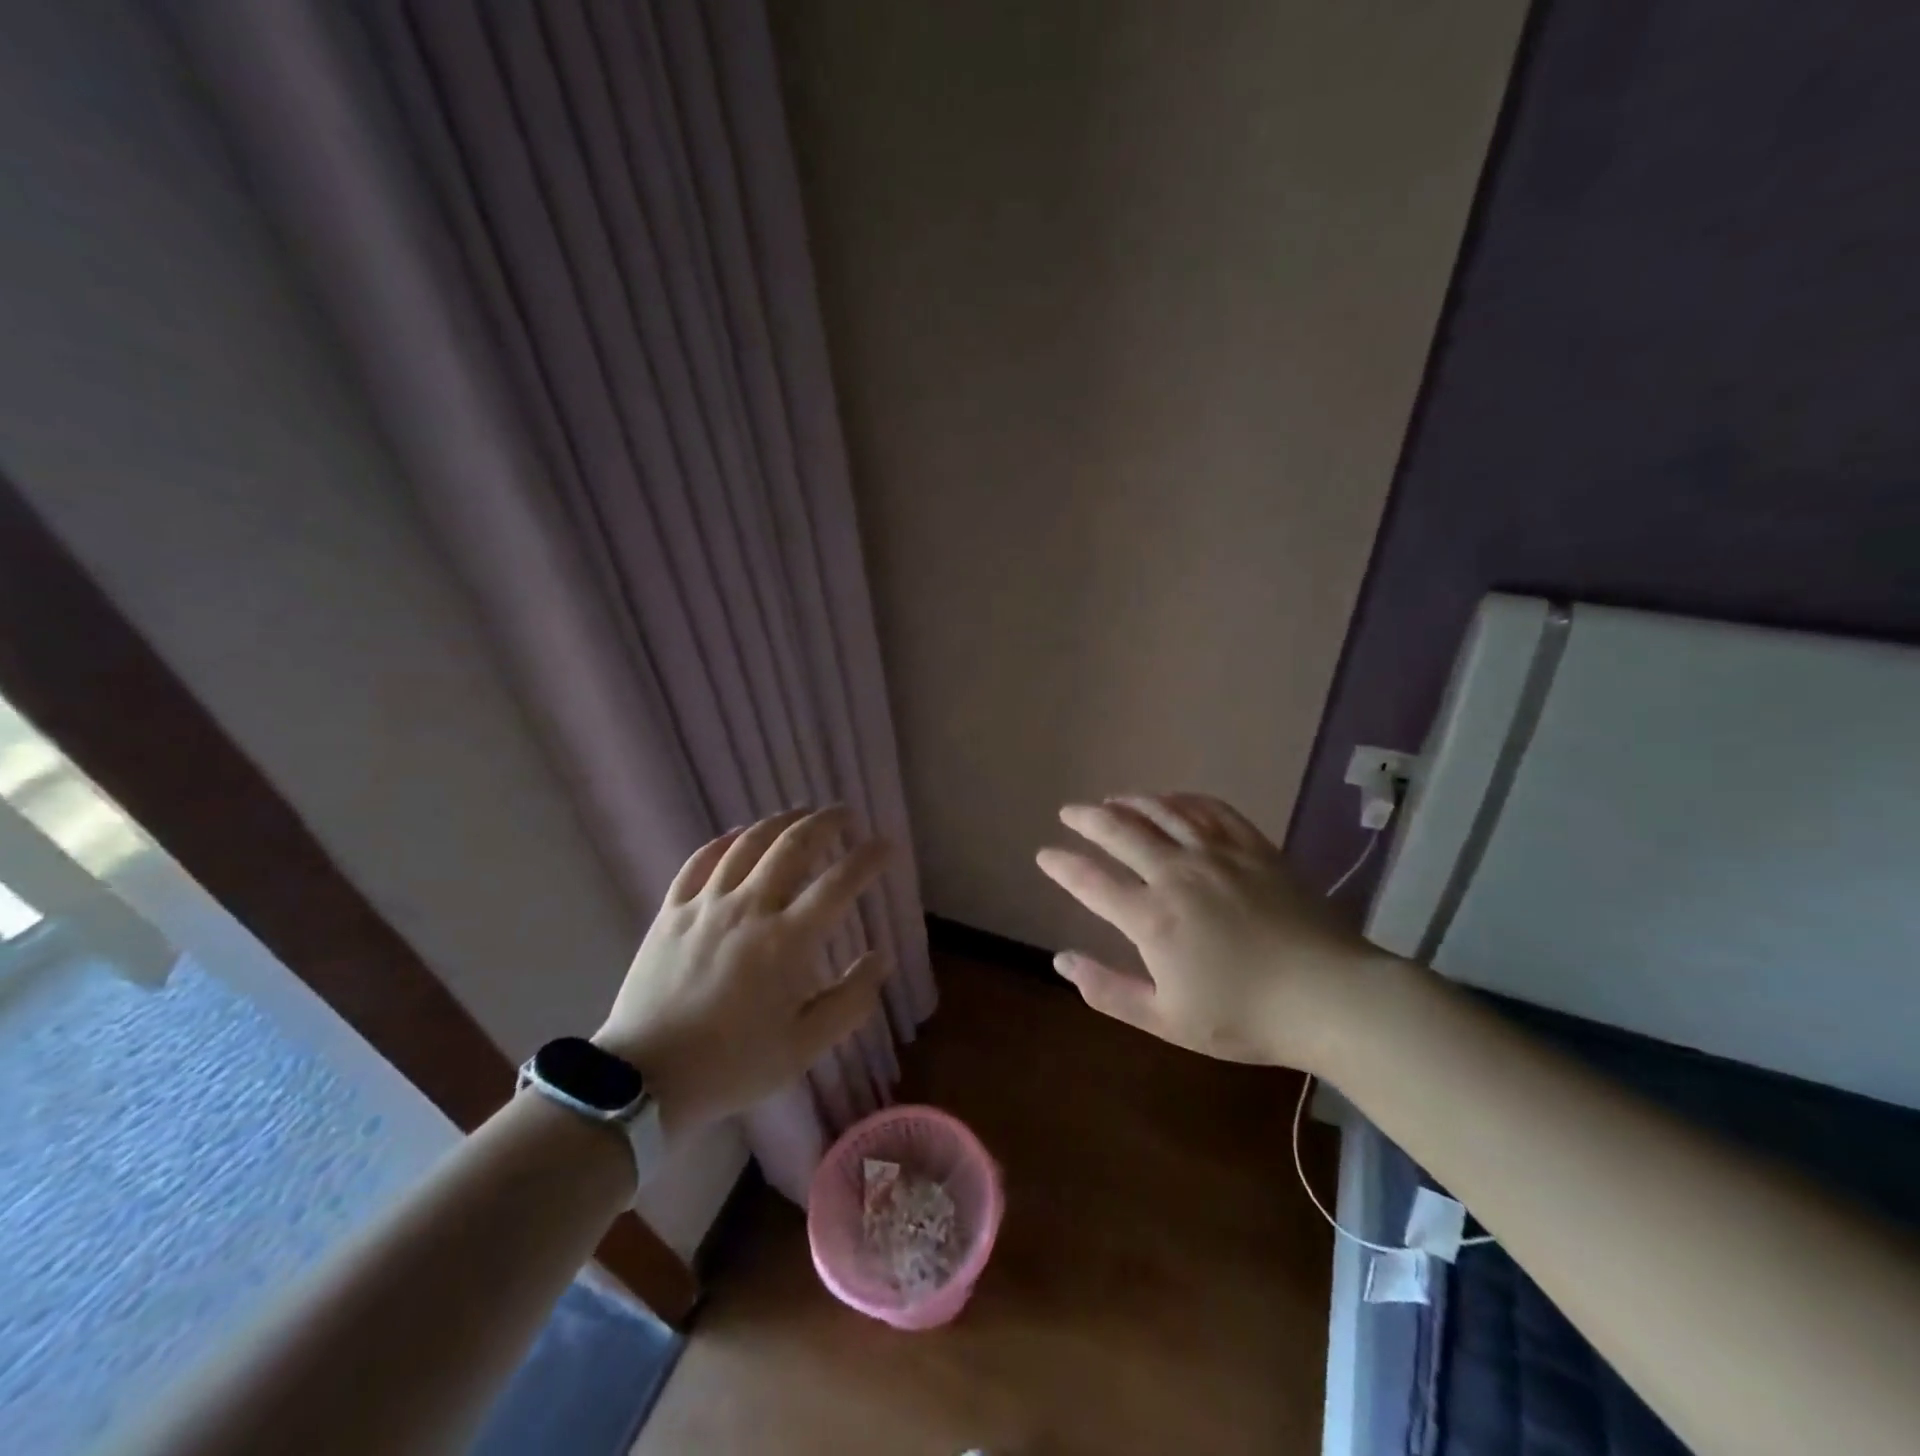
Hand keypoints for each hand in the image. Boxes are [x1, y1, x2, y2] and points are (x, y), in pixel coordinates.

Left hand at [595, 807, 892, 1135]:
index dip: (868, 858)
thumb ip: (851, 1001)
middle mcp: (749, 908)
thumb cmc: (733, 1065)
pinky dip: (725, 841)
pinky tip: (739, 835)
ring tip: (800, 814)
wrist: (644, 1080)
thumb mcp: (805, 1047)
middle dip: (825, 823)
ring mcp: (706, 905)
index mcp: (787, 941)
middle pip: (793, 846)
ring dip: (780, 822)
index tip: (886, 845)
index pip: (839, 883)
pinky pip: (700, 861)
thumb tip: (881, 959)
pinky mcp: (671, 911)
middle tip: (844, 815)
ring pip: (748, 843)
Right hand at [1035, 792, 1375, 1070]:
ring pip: (1162, 812)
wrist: (1330, 997)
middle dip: (1088, 818)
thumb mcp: (1167, 1020)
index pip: (1091, 881)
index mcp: (1152, 918)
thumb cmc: (1245, 1017)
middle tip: (1069, 811)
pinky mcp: (1253, 847)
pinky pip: (1210, 809)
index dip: (1062, 866)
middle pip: (1120, 832)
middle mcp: (1177, 873)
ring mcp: (1217, 854)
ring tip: (1112, 800)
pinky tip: (1172, 800)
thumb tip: (1060, 961)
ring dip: (1130, 802)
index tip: (1044, 854)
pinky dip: (1182, 799)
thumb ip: (1108, 990)